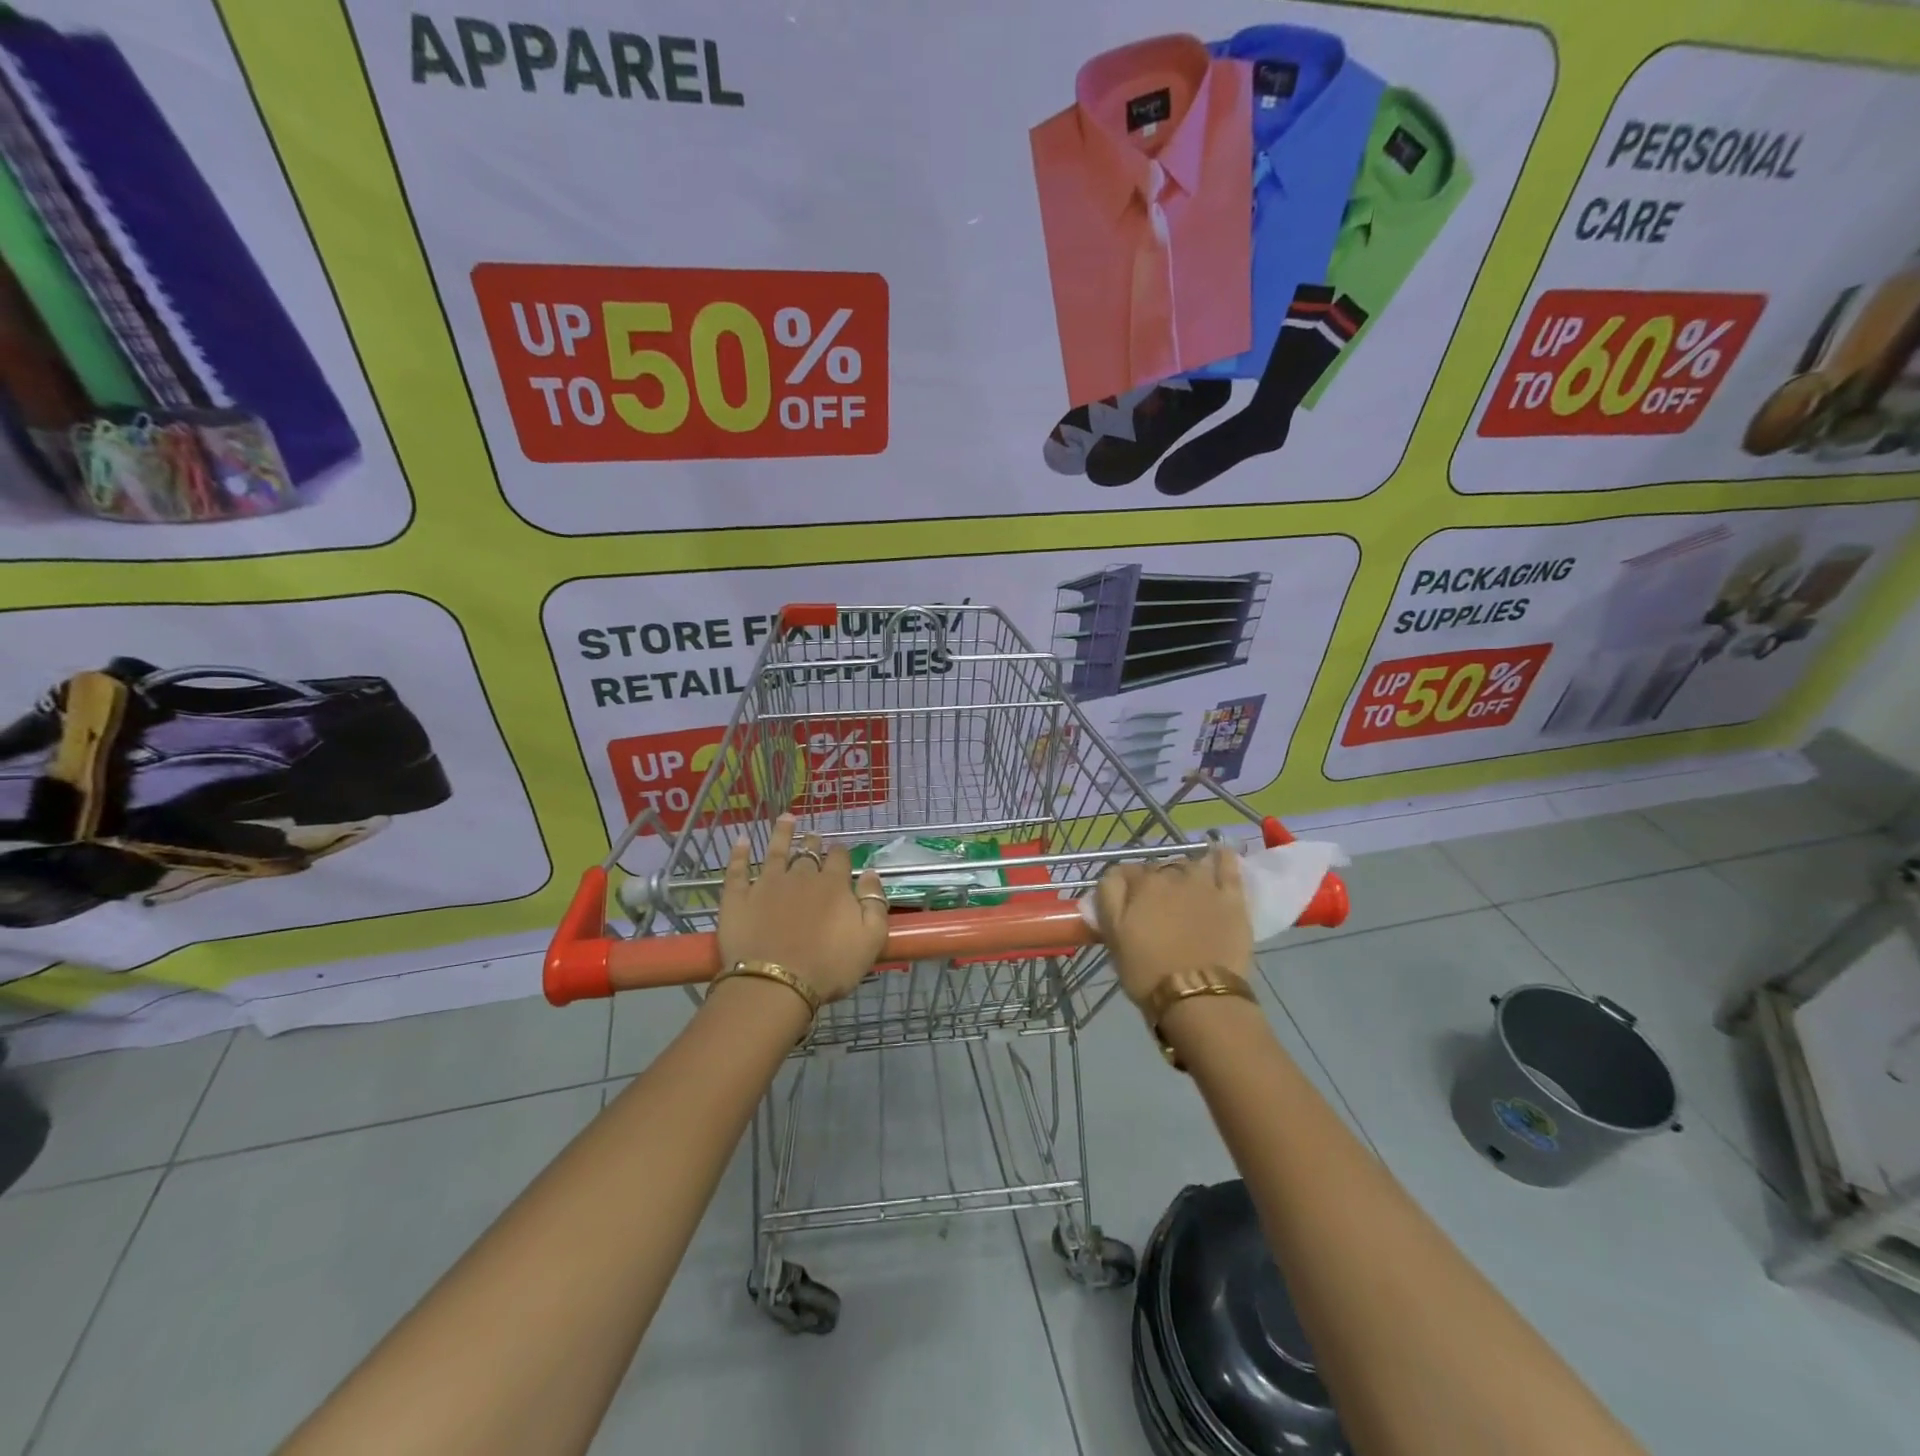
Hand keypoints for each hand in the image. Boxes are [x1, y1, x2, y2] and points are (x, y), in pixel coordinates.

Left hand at [717, 814, 887, 1003]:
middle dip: (812, 843)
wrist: (776, 984)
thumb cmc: (829, 966)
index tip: (840, 852)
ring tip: (786, 819)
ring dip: (782, 834)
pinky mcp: (738, 898)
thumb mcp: (871, 939)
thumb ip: (875, 903)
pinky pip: (737, 870)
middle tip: (813, 836)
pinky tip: (740, 841)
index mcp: (833, 885)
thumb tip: (870, 874)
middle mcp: (800, 876)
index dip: (841, 853)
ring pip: (775, 851)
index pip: (840, 859)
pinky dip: (739, 854)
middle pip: (808, 853)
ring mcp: (766, 884)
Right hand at [1096, 843, 1251, 1007]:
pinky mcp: (1232, 898)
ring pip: (1190, 864)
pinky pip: (1229, 867)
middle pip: (1158, 869)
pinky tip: (1220, 853)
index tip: (1125, 906)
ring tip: (1185, 887)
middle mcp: (1172, 876)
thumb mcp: (1113, 936)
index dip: (1124, 888)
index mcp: (1141, 885)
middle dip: (1154, 882)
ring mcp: (1205, 885)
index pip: (1125, 872)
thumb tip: (1113, 876)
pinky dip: (1223, 857)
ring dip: (1184, 871)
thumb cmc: (1147, 971)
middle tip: (1155, 907)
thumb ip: (1108, 899)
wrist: (1198, 996)